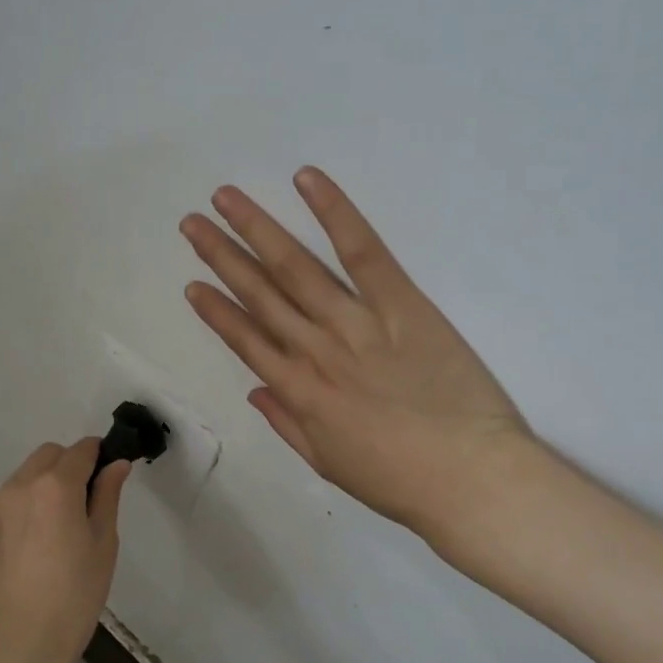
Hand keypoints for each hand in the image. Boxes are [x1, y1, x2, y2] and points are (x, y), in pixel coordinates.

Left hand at [0, 438, 131, 662]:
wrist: (16, 644)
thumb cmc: (72, 597)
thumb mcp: (103, 545)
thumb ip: (107, 497)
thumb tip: (116, 464)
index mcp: (56, 486)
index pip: (81, 450)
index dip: (100, 455)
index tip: (112, 474)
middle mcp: (21, 485)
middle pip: (50, 455)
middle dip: (72, 464)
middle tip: (90, 501)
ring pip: (28, 474)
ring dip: (49, 481)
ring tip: (65, 524)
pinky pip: (13, 497)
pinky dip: (31, 501)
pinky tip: (43, 539)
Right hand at [181, 167, 531, 542]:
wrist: (470, 479)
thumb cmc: (401, 481)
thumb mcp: (331, 465)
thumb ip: (287, 425)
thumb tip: (255, 391)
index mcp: (299, 392)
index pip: (246, 341)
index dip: (216, 311)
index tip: (192, 284)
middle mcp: (315, 349)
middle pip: (260, 294)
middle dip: (221, 256)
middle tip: (192, 223)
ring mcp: (355, 322)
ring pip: (296, 267)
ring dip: (257, 229)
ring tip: (226, 199)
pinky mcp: (401, 303)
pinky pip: (362, 251)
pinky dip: (334, 213)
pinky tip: (306, 181)